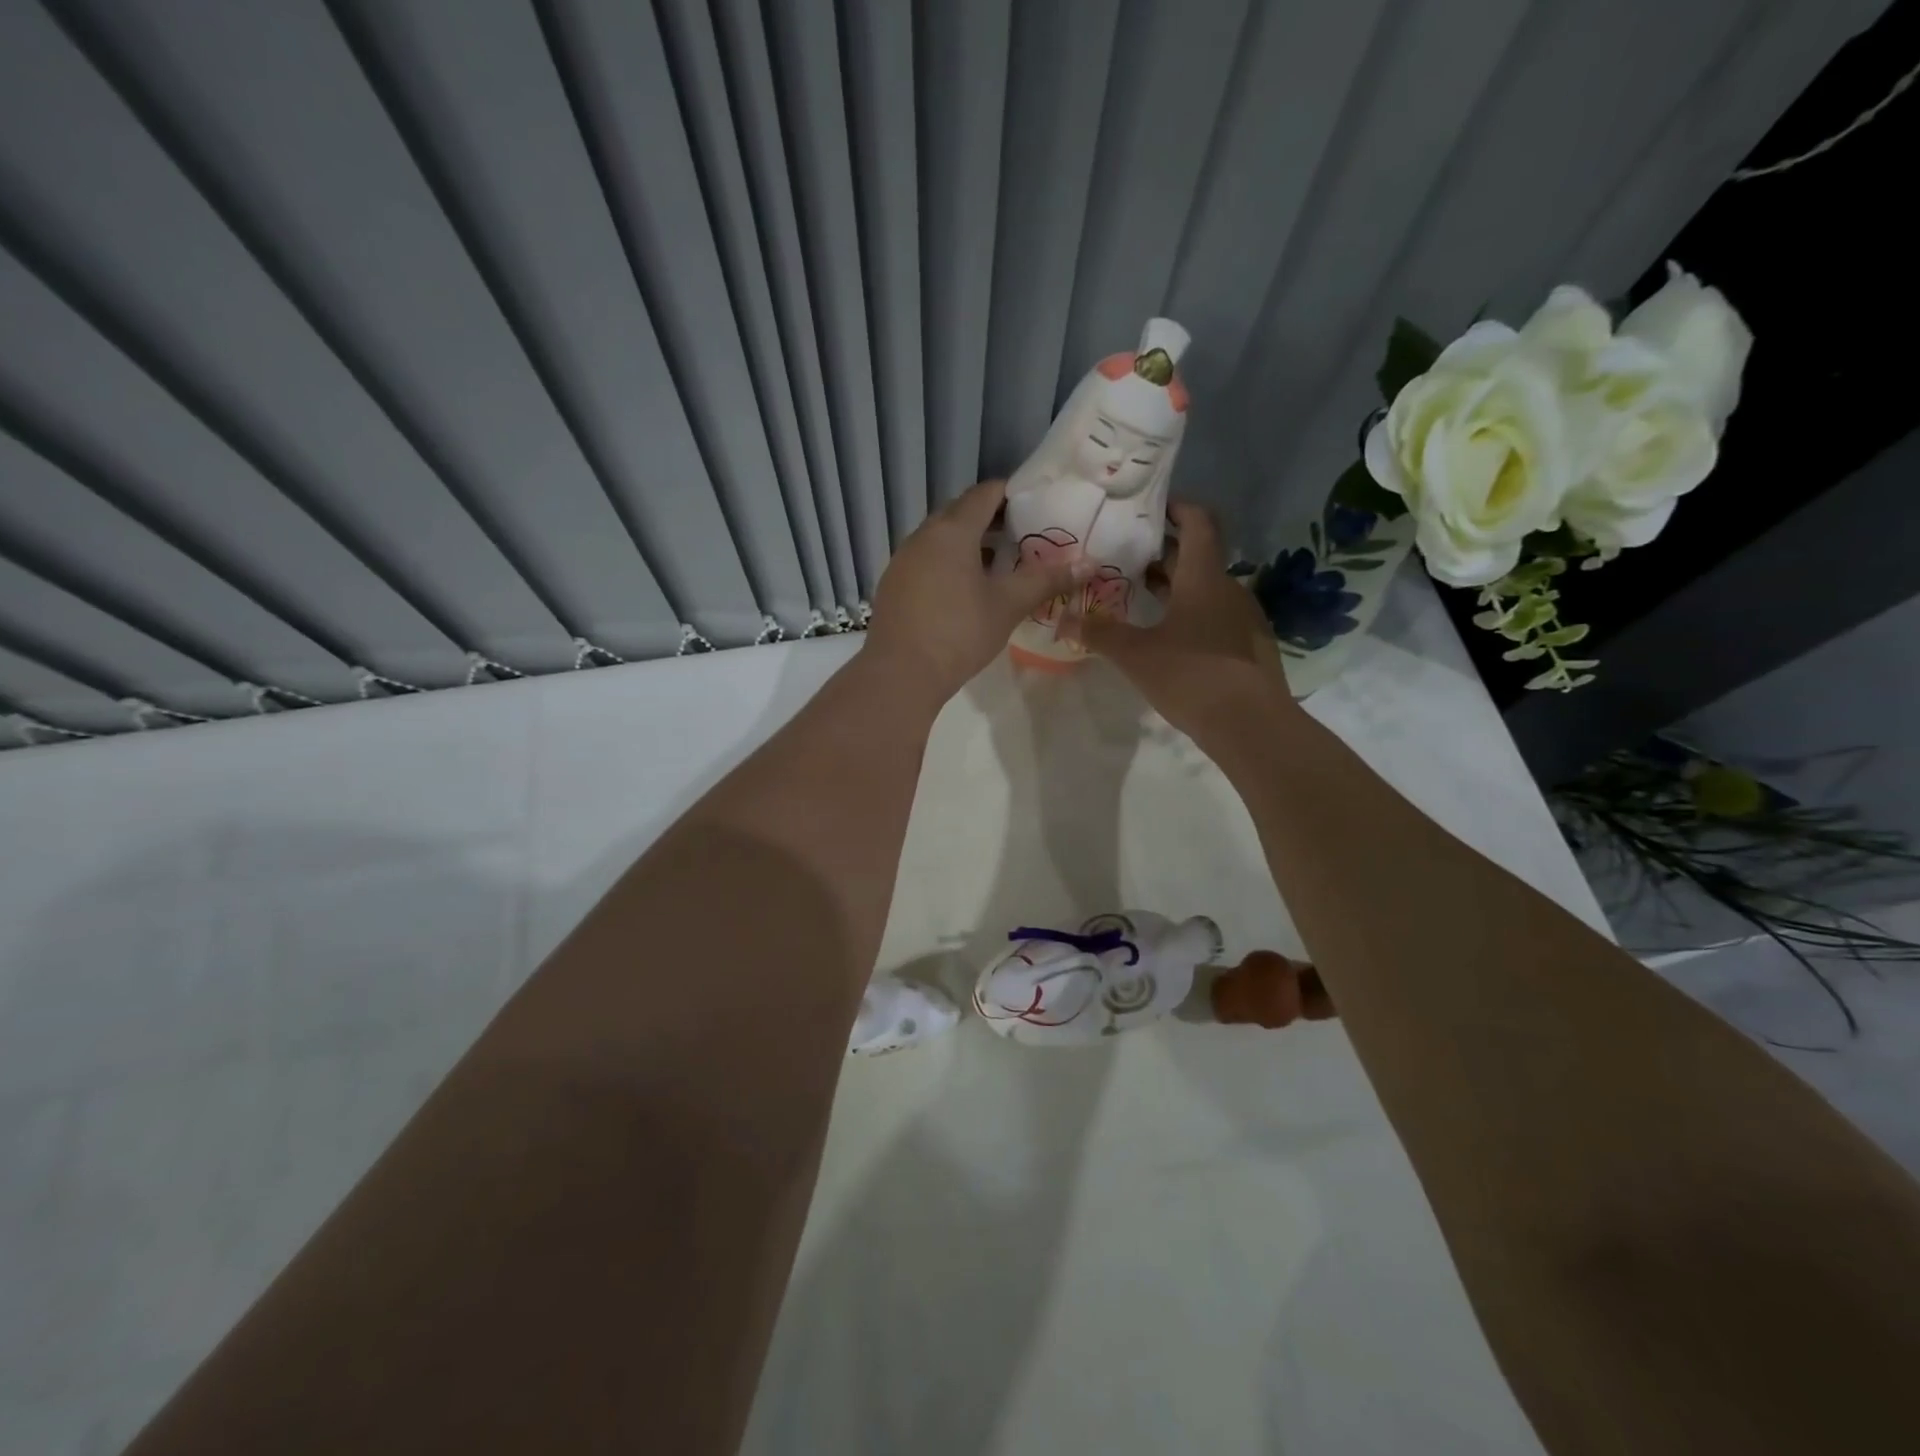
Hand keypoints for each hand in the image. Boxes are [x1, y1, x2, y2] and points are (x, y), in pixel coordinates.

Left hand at [865, 479, 1088, 702]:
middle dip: (991, 518)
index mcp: (952, 531)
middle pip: (960, 512)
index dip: (1012, 493)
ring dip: (968, 543)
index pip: (985, 493)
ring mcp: (903, 560)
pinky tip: (964, 590)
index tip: (1037, 504)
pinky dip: (948, 563)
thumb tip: (1088, 563)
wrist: (900, 673)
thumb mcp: (1008, 605)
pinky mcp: (893, 584)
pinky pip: (926, 560)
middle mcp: (923, 536)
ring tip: (999, 563)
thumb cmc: (959, 633)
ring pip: (940, 538)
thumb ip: (1047, 580)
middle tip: (1022, 535)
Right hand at [1077, 503, 1292, 737]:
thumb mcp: (1136, 655)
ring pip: (1205, 588)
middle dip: (1163, 552)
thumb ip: (1099, 633)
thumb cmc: (1191, 676)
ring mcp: (1242, 617)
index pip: (1198, 522)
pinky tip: (1168, 635)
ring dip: (1175, 585)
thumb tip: (1062, 620)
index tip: (1149, 508)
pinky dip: (1190, 612)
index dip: (1176, 508)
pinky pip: (1215, 615)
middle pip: (1197, 556)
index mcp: (1204, 577)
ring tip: (1139, 595)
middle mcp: (1228, 588)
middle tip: (1126, 555)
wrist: (1251, 725)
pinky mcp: (1248, 645)